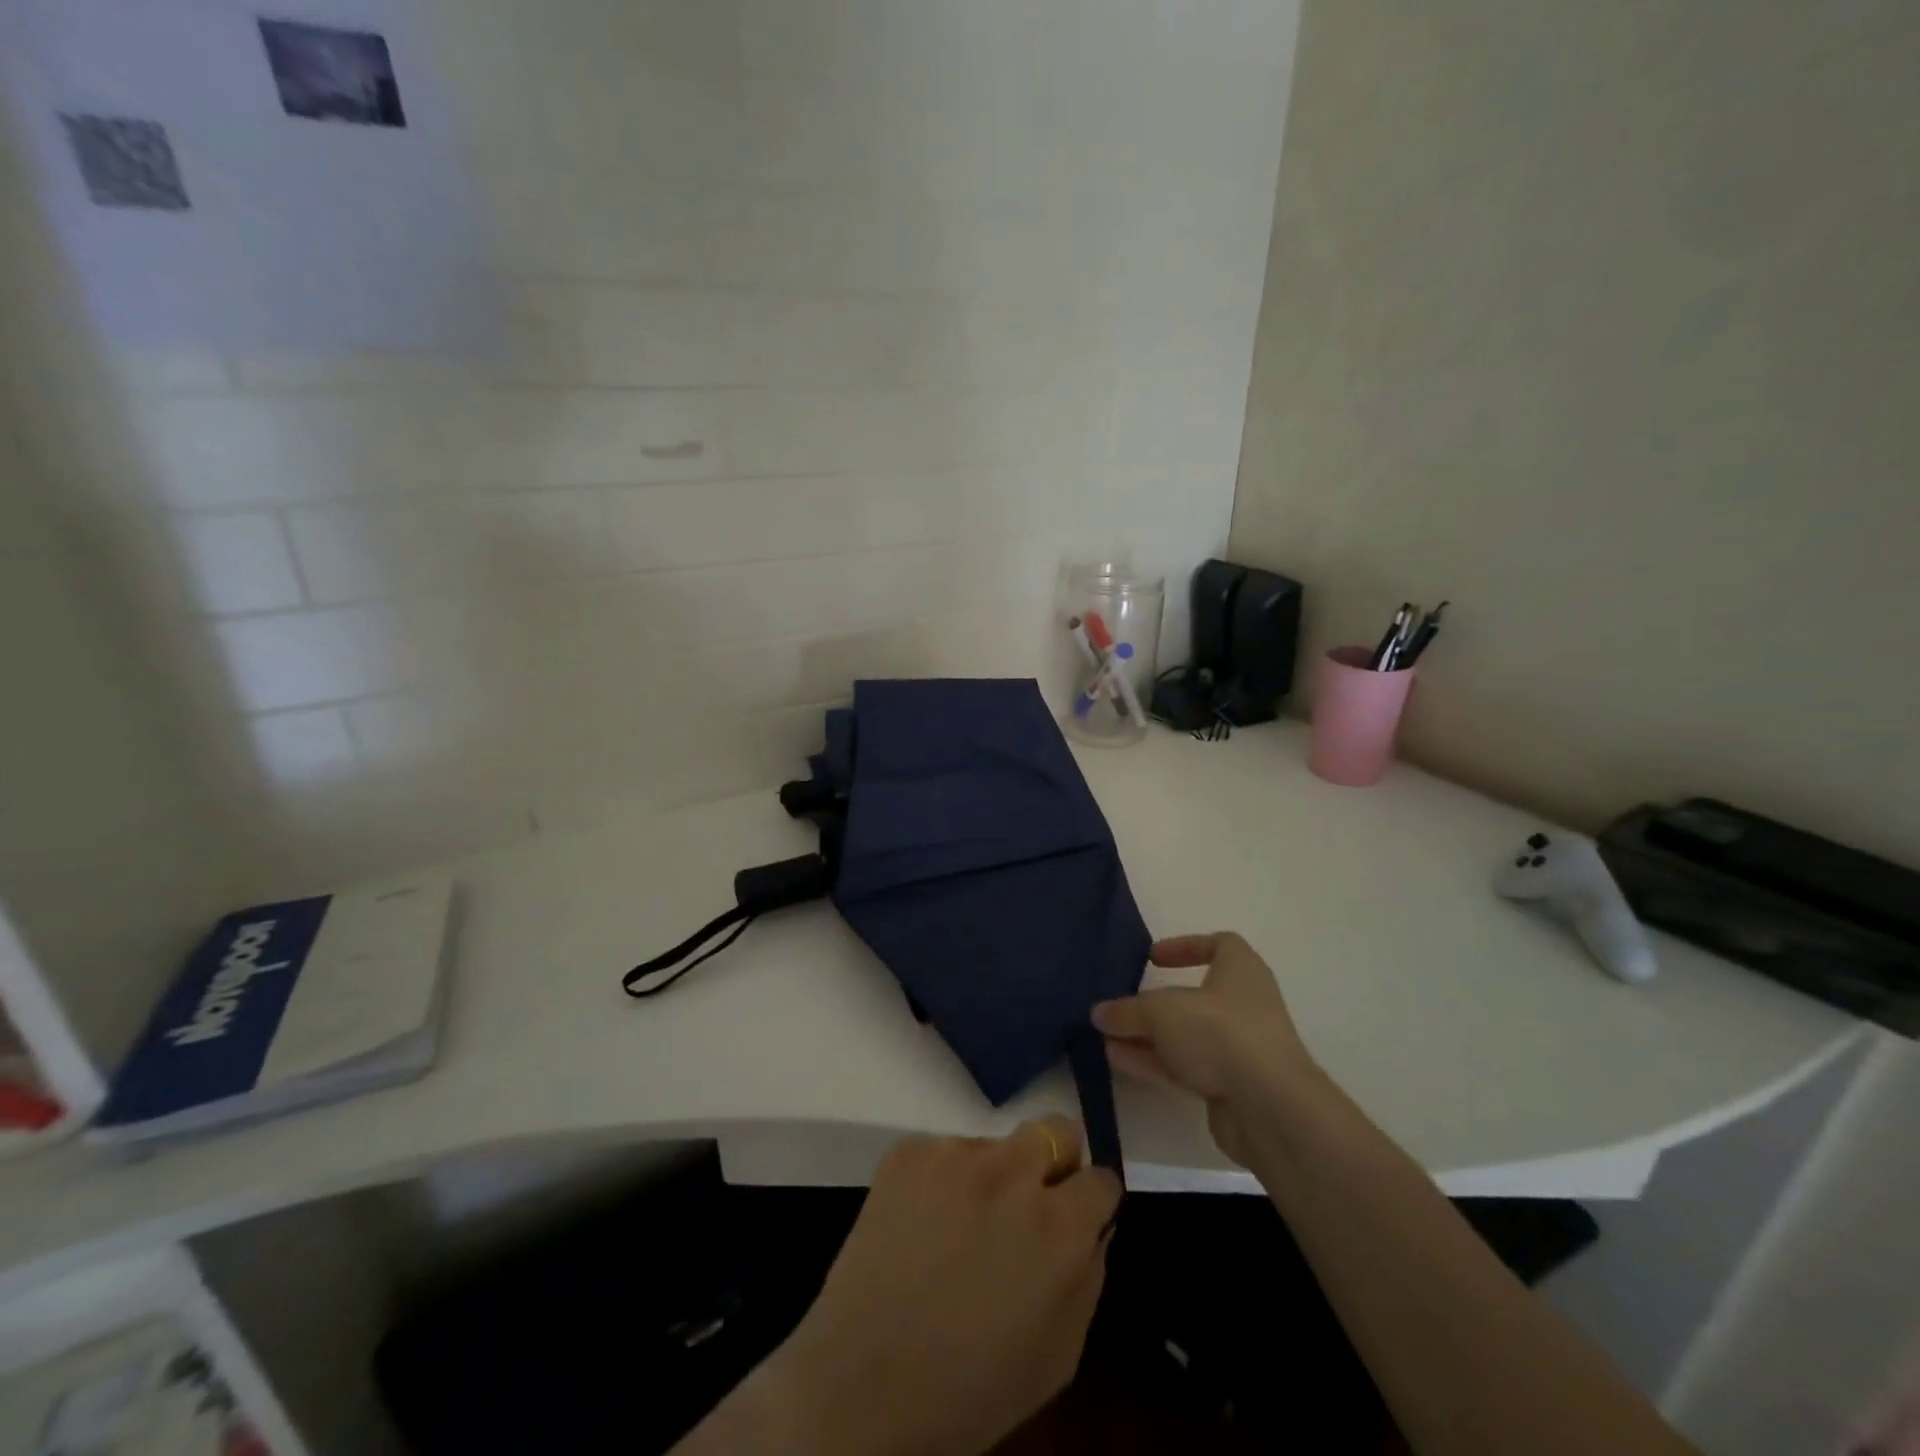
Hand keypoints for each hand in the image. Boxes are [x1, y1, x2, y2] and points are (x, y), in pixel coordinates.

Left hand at [762, 1117, 1120, 1455]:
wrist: (861, 1386)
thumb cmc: (970, 1389)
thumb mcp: (1058, 1355)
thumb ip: (1087, 1276)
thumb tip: (1091, 1227)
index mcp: (1059, 1226)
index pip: (1101, 1177)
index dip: (1091, 1201)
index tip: (1077, 1216)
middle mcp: (1013, 1172)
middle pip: (1055, 1130)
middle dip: (1052, 1164)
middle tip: (1025, 1207)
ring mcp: (956, 1153)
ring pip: (994, 1145)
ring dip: (990, 1177)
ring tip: (957, 1229)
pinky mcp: (910, 1150)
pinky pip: (944, 1152)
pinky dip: (942, 1180)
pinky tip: (921, 1225)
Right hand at [1092, 932, 1317, 1167]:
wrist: (1270, 1109)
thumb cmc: (1221, 1033)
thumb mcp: (1162, 1011)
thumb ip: (1128, 1010)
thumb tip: (1099, 1013)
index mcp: (1241, 971)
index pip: (1220, 944)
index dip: (1186, 946)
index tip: (1153, 958)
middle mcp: (1245, 1006)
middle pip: (1195, 997)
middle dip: (1155, 1003)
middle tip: (1120, 1006)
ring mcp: (1241, 1049)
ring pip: (1187, 1036)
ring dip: (1148, 1036)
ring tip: (1106, 1037)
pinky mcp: (1233, 1087)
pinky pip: (1187, 1067)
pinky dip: (1155, 1062)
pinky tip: (1119, 1061)